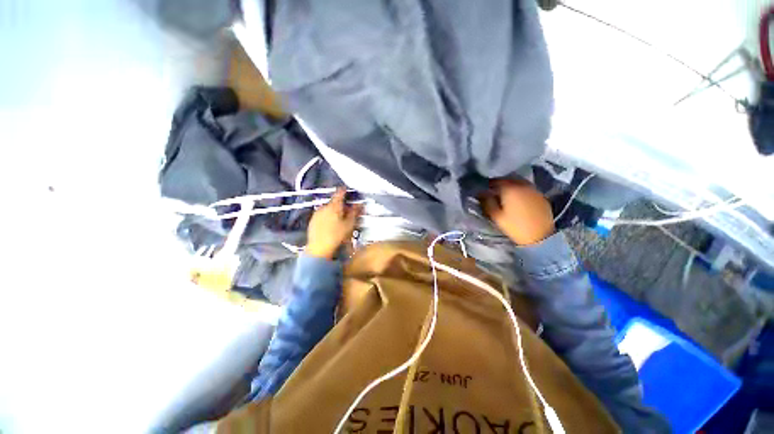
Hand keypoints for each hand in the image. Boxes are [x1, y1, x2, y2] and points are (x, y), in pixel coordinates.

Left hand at [306, 188, 362, 258]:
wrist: (319, 249)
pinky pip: (322, 215)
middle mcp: (324, 207)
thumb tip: (359, 204)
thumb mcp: (350, 224)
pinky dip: (328, 216)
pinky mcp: (312, 221)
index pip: (340, 193)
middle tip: (348, 210)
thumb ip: (355, 212)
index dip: (345, 190)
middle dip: (341, 204)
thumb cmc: (336, 236)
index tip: (348, 190)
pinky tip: (331, 224)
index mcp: (334, 206)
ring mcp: (317, 214)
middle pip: (334, 201)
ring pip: (328, 208)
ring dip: (334, 210)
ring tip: (340, 219)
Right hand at [479, 178, 554, 245]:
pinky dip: (520, 191)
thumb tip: (481, 193)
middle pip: (508, 180)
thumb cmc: (514, 226)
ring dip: (510, 186)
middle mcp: (522, 185)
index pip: (495, 181)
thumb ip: (487, 202)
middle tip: (493, 192)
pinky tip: (518, 199)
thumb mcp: (495, 216)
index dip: (488, 185)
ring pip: (518, 183)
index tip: (484, 191)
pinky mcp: (541, 196)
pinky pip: (527, 188)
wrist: (540, 237)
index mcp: (509, 189)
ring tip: (505, 195)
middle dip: (499, 184)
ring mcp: (533, 189)